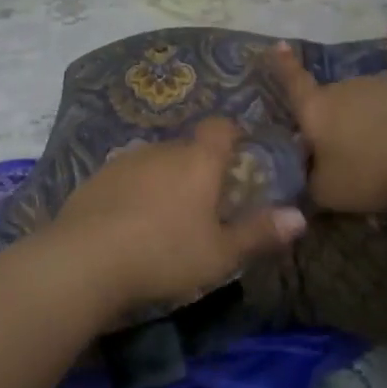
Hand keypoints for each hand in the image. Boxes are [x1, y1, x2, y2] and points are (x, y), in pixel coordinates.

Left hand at [49, 118, 307, 313]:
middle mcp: (161, 150)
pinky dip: (134, 192)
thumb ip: (260, 233)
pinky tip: (130, 224)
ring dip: (165, 180)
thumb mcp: (220, 253)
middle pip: (187, 147)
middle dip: (199, 167)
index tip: (239, 157)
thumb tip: (300, 217)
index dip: (233, 135)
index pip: (221, 127)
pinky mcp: (95, 178)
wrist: (86, 260)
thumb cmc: (165, 253)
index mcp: (197, 160)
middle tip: (206, 203)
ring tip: (166, 218)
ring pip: (155, 162)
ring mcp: (124, 161)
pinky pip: (126, 178)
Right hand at [267, 22, 386, 213]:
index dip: (283, 66)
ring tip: (377, 141)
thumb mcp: (326, 192)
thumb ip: (312, 180)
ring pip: (362, 92)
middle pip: (331, 99)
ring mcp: (378, 82)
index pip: (294, 84)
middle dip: (333, 120)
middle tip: (345, 153)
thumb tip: (310, 175)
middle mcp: (342, 88)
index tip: (277, 44)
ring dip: (363, 110)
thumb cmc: (369, 175)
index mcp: (316, 110)